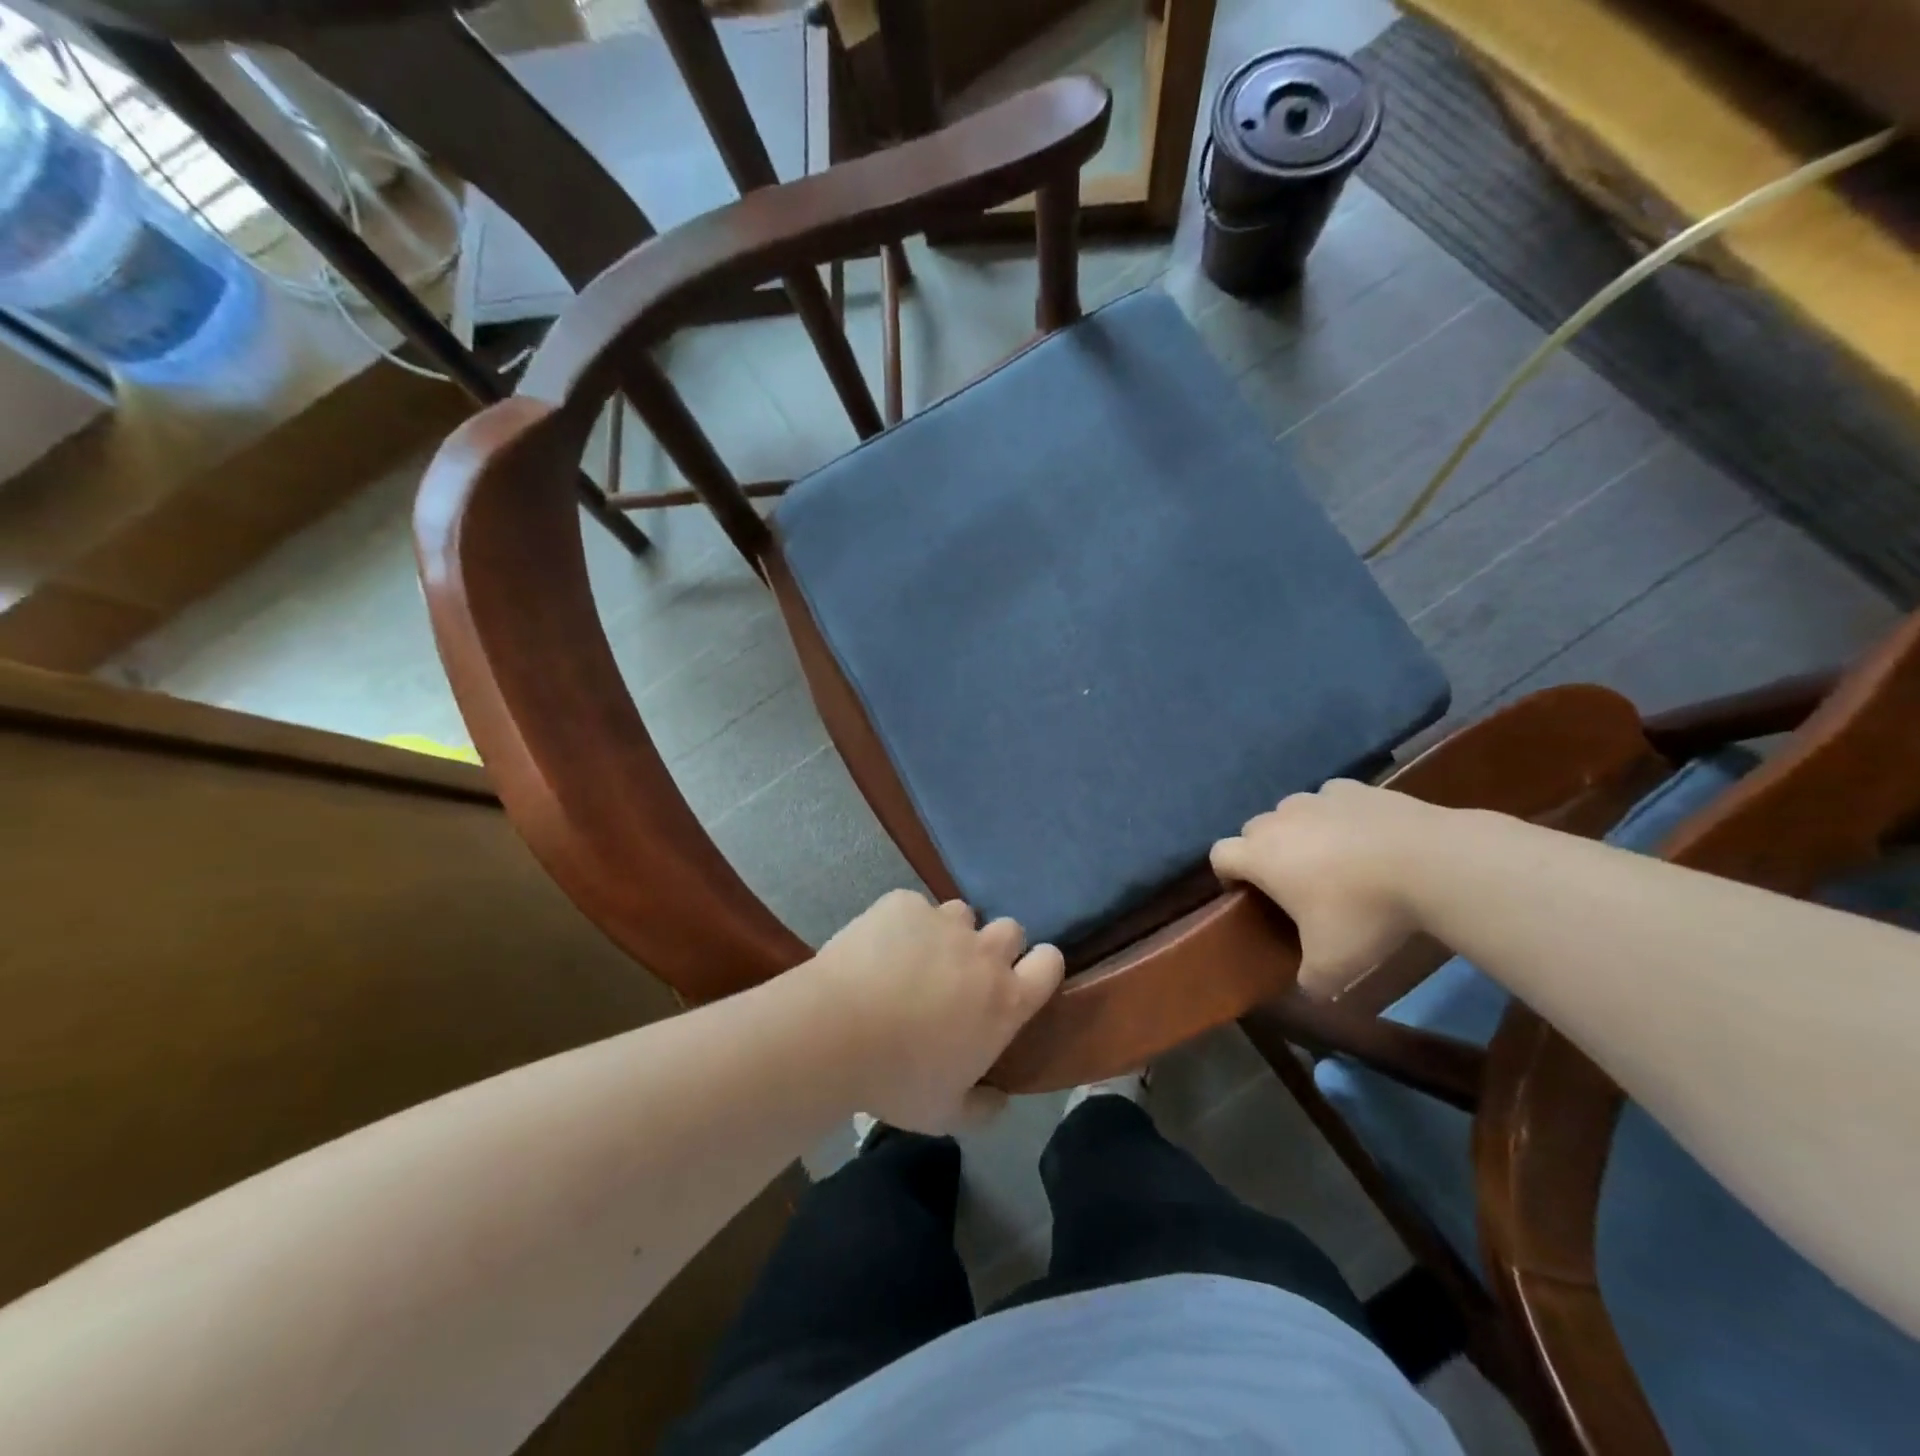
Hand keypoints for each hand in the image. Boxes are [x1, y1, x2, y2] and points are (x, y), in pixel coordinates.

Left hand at [808, 890, 1063, 1133]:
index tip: (1023, 977)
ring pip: (962, 913)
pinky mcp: (903, 903)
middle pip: (1011, 930)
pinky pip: (914, 907)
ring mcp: (943, 922)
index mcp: (1005, 1000)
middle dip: (995, 946)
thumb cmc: (897, 1079)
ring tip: (919, 956)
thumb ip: (982, 1108)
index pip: (1050, 963)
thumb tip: (1000, 1101)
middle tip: (965, 972)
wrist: (836, 1031)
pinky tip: (879, 948)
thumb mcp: (945, 1113)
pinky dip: (903, 924)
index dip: (1041, 966)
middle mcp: (983, 952)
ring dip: (950, 932)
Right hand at [1210, 780, 1438, 997]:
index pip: (1220, 855)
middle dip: (1264, 852)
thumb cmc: (1366, 912)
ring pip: (1291, 812)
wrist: (1431, 862)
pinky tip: (1364, 836)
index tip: (1248, 895)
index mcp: (1261, 856)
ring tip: (1333, 858)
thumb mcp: (1334, 965)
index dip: (1227, 874)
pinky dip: (1338, 815)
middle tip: (1295, 883)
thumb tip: (1308, 988)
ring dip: (1300, 831)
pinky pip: (1331, 799)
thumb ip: (1310, 980)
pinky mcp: (1354, 788)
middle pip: (1253, 831)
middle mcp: (1279, 820)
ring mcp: (1316, 798)